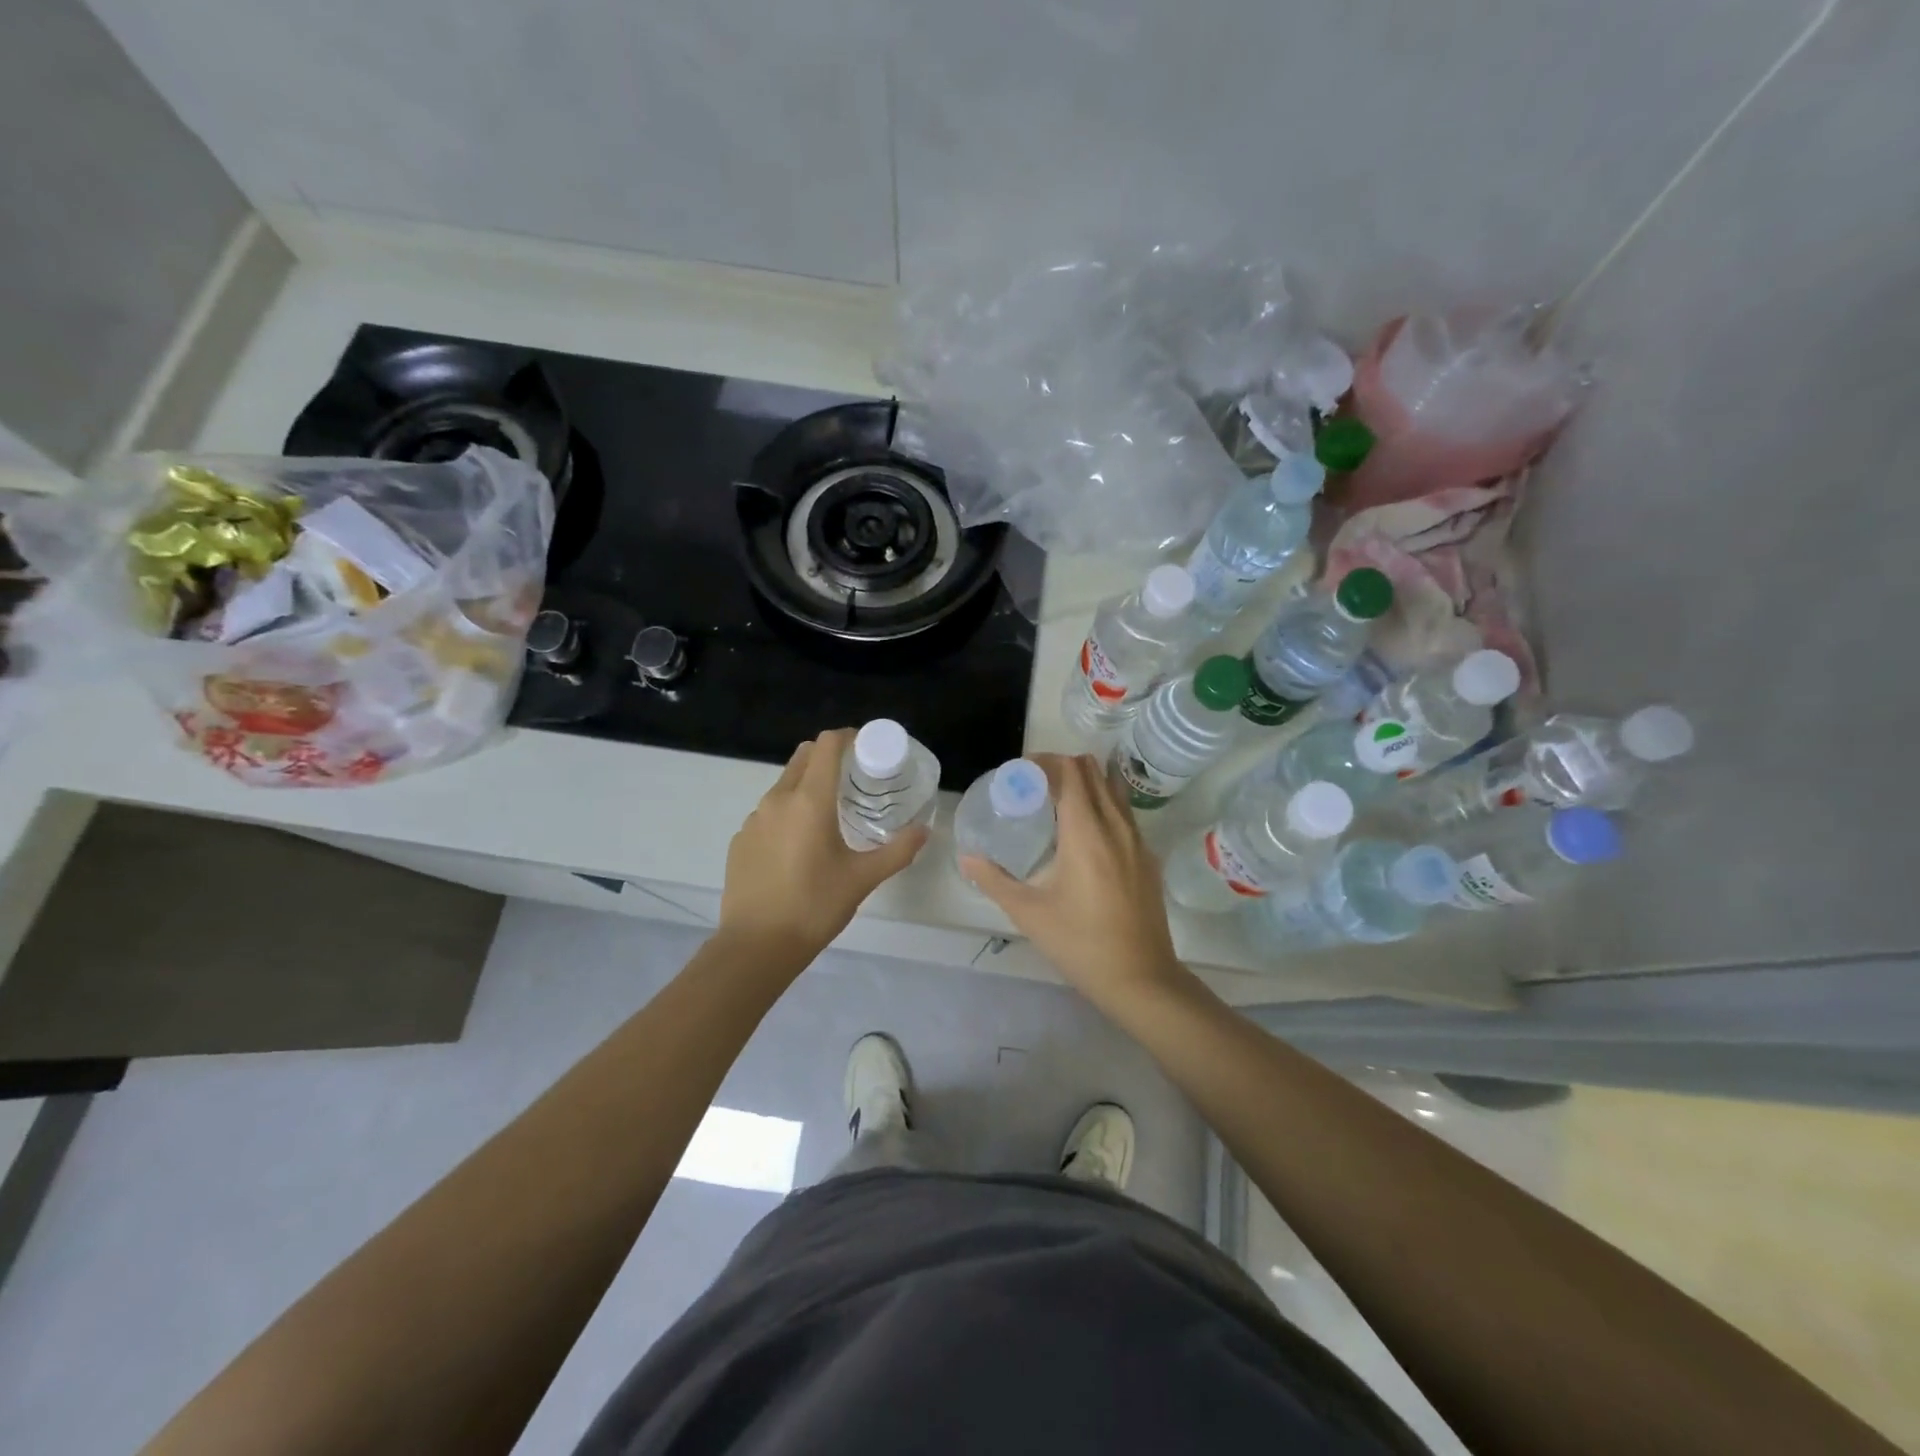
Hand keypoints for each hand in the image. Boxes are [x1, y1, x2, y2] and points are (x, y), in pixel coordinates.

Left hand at [718, 728, 927, 956]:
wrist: (756, 946)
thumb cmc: (815, 906)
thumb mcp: (863, 879)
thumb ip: (898, 851)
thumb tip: (925, 830)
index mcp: (809, 801)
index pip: (827, 745)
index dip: (849, 737)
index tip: (868, 748)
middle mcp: (778, 799)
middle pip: (804, 757)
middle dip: (830, 757)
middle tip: (854, 779)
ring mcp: (754, 819)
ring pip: (784, 784)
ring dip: (807, 785)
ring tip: (829, 814)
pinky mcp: (740, 840)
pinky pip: (768, 812)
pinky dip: (788, 813)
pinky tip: (799, 846)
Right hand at [960, 754, 1188, 1012]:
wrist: (1141, 979)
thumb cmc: (1080, 943)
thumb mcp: (1029, 913)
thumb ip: (994, 880)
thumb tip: (966, 858)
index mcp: (1086, 832)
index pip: (1070, 772)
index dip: (1045, 762)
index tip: (1021, 772)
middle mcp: (1116, 826)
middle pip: (1094, 772)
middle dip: (1063, 767)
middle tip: (1034, 786)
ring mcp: (1138, 841)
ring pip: (1113, 791)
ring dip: (1086, 784)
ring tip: (1057, 804)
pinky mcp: (1148, 859)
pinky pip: (1124, 815)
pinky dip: (1103, 807)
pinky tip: (1084, 837)